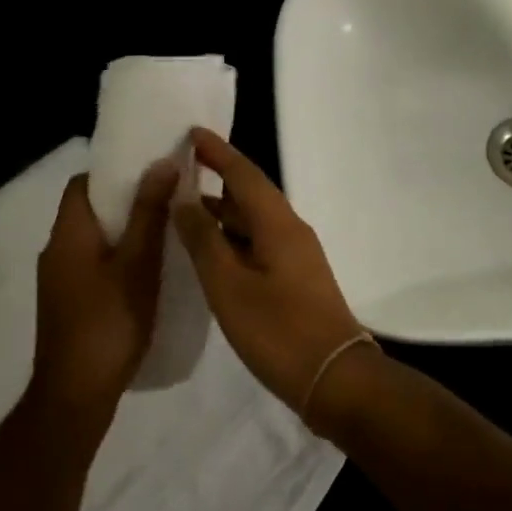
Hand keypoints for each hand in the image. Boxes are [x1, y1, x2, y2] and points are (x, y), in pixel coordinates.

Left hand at [33, 162, 177, 417]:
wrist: (75, 396)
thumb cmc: (109, 322)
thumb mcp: (138, 263)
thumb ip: (149, 213)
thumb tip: (161, 162)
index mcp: (68, 234)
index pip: (83, 183)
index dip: (115, 172)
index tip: (151, 171)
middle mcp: (57, 251)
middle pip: (90, 210)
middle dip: (127, 201)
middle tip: (169, 199)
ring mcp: (60, 281)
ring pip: (94, 240)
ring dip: (126, 231)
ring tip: (166, 232)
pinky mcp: (68, 304)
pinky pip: (94, 265)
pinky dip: (118, 258)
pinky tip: (148, 272)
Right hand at [172, 129, 369, 415]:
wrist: (334, 377)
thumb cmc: (278, 330)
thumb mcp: (229, 286)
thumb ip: (203, 240)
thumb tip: (183, 197)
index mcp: (277, 223)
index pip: (243, 173)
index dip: (217, 152)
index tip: (190, 133)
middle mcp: (290, 230)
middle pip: (250, 193)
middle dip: (215, 179)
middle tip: (177, 172)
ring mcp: (296, 255)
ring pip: (253, 221)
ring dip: (221, 212)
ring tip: (182, 209)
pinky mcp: (295, 278)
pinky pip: (258, 243)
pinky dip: (231, 238)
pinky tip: (209, 252)